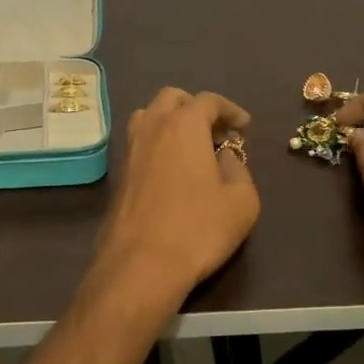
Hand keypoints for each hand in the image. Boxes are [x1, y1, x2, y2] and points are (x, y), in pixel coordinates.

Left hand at [92, 88, 260, 308]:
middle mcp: (152, 128)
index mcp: (183, 125)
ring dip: (170, 122)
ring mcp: (129, 150)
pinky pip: (139, 144)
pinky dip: (157, 144)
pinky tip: (171, 170)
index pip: (208, 100)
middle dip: (196, 108)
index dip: (230, 109)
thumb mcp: (241, 201)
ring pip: (148, 117)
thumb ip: (238, 169)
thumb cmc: (198, 229)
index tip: (244, 127)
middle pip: (172, 99)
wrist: (141, 265)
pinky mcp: (118, 175)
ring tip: (190, 147)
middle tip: (215, 132)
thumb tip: (224, 157)